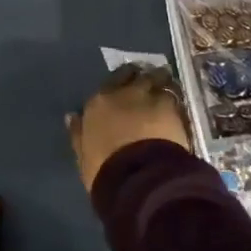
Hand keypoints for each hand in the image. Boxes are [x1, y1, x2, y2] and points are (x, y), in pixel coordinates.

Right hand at [66, 63, 192, 191]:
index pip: (110, 81)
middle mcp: (124, 93)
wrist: (138, 176)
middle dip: (141, 77)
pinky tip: (178, 105)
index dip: (120, 83)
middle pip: (135, 74)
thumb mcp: (84, 155)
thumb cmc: (104, 170)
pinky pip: (175, 94)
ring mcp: (150, 96)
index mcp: (98, 103)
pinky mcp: (173, 107)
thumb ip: (78, 133)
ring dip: (161, 83)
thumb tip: (72, 116)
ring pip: (158, 78)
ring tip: (166, 89)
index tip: (126, 88)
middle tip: (148, 83)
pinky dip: (176, 97)